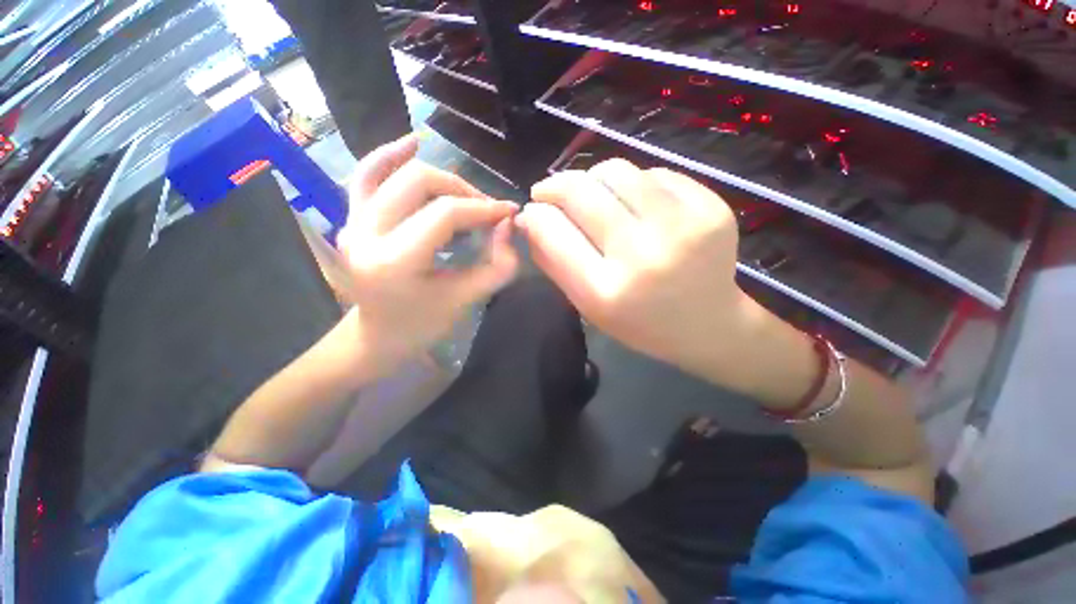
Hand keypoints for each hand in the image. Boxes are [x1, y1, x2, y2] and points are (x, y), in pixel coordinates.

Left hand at [336, 133, 518, 375]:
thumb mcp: (468, 299)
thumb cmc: (425, 324)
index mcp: (393, 261)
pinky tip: (413, 142)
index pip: (445, 214)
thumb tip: (508, 224)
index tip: (509, 212)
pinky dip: (389, 155)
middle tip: (487, 211)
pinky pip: (366, 174)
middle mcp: (364, 233)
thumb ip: (499, 264)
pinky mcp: (350, 217)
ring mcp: (351, 221)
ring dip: (440, 177)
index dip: (483, 208)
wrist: (379, 335)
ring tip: (466, 197)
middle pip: (420, 182)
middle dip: (464, 191)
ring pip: (397, 172)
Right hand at [518, 159, 758, 389]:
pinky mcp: (711, 207)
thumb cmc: (640, 323)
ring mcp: (682, 226)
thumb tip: (530, 219)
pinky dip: (634, 185)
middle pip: (581, 191)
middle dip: (555, 186)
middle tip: (550, 193)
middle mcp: (642, 255)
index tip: (531, 211)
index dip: (534, 214)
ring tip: (595, 198)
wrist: (709, 326)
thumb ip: (553, 262)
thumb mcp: (587, 307)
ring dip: (593, 180)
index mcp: (605, 291)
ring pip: (615, 171)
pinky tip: (637, 207)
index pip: (552, 230)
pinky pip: (653, 174)